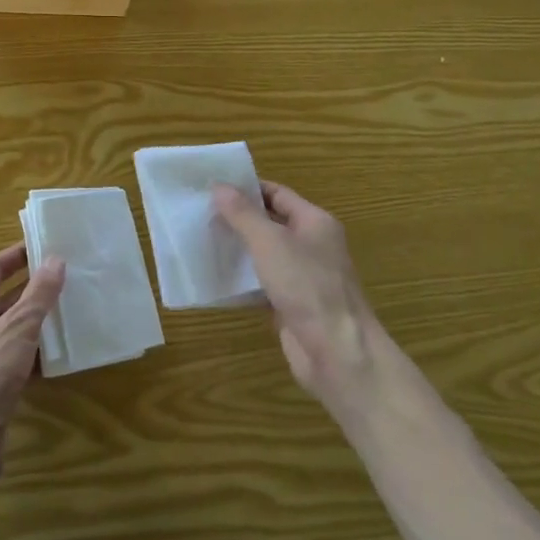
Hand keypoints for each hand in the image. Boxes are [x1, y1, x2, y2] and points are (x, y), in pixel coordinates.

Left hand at [0, 243, 65, 486]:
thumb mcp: (18, 327)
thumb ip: (39, 294)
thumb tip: (55, 259)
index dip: (17, 255)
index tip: (44, 245)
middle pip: (3, 298)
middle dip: (32, 288)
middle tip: (65, 277)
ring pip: (11, 329)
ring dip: (37, 321)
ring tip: (70, 310)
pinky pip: (16, 358)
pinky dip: (35, 353)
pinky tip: (60, 354)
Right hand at [213, 181, 382, 412]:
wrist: (337, 352)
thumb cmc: (307, 285)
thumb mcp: (270, 241)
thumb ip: (243, 214)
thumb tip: (219, 187)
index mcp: (315, 222)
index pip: (277, 194)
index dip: (247, 189)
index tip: (213, 187)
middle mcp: (312, 245)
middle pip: (271, 223)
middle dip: (239, 219)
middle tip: (202, 213)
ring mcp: (303, 277)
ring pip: (265, 255)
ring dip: (239, 250)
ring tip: (202, 241)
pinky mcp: (292, 305)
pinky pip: (263, 284)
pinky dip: (243, 281)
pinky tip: (216, 278)